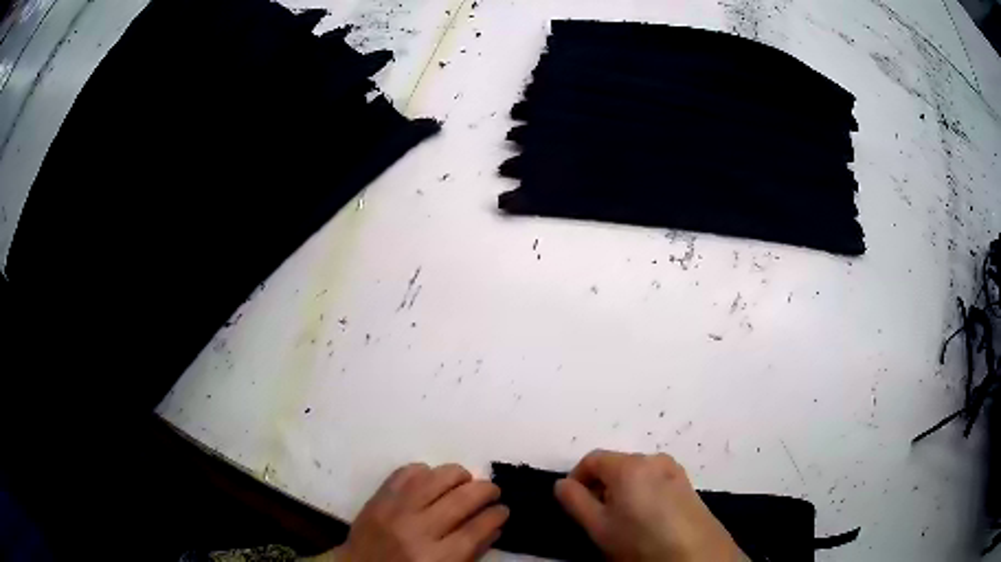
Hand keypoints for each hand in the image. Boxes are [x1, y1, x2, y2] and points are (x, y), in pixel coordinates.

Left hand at [330, 463, 508, 561]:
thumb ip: (472, 552)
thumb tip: (495, 526)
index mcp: (437, 557)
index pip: (476, 529)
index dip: (496, 515)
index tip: (503, 509)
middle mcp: (417, 530)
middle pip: (461, 499)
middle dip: (485, 490)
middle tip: (493, 490)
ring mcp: (395, 510)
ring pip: (436, 478)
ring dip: (458, 474)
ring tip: (466, 480)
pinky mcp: (378, 496)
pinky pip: (406, 472)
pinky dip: (424, 470)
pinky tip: (432, 478)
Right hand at [555, 450, 745, 561]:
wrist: (695, 554)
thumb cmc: (641, 540)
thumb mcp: (598, 527)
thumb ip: (574, 501)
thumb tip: (562, 484)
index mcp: (629, 465)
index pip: (592, 459)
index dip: (576, 478)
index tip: (572, 503)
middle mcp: (653, 459)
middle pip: (616, 465)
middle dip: (600, 486)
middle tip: (596, 516)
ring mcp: (674, 470)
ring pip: (636, 474)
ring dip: (621, 491)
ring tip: (622, 521)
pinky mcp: (687, 483)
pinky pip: (655, 481)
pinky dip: (642, 494)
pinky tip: (646, 520)